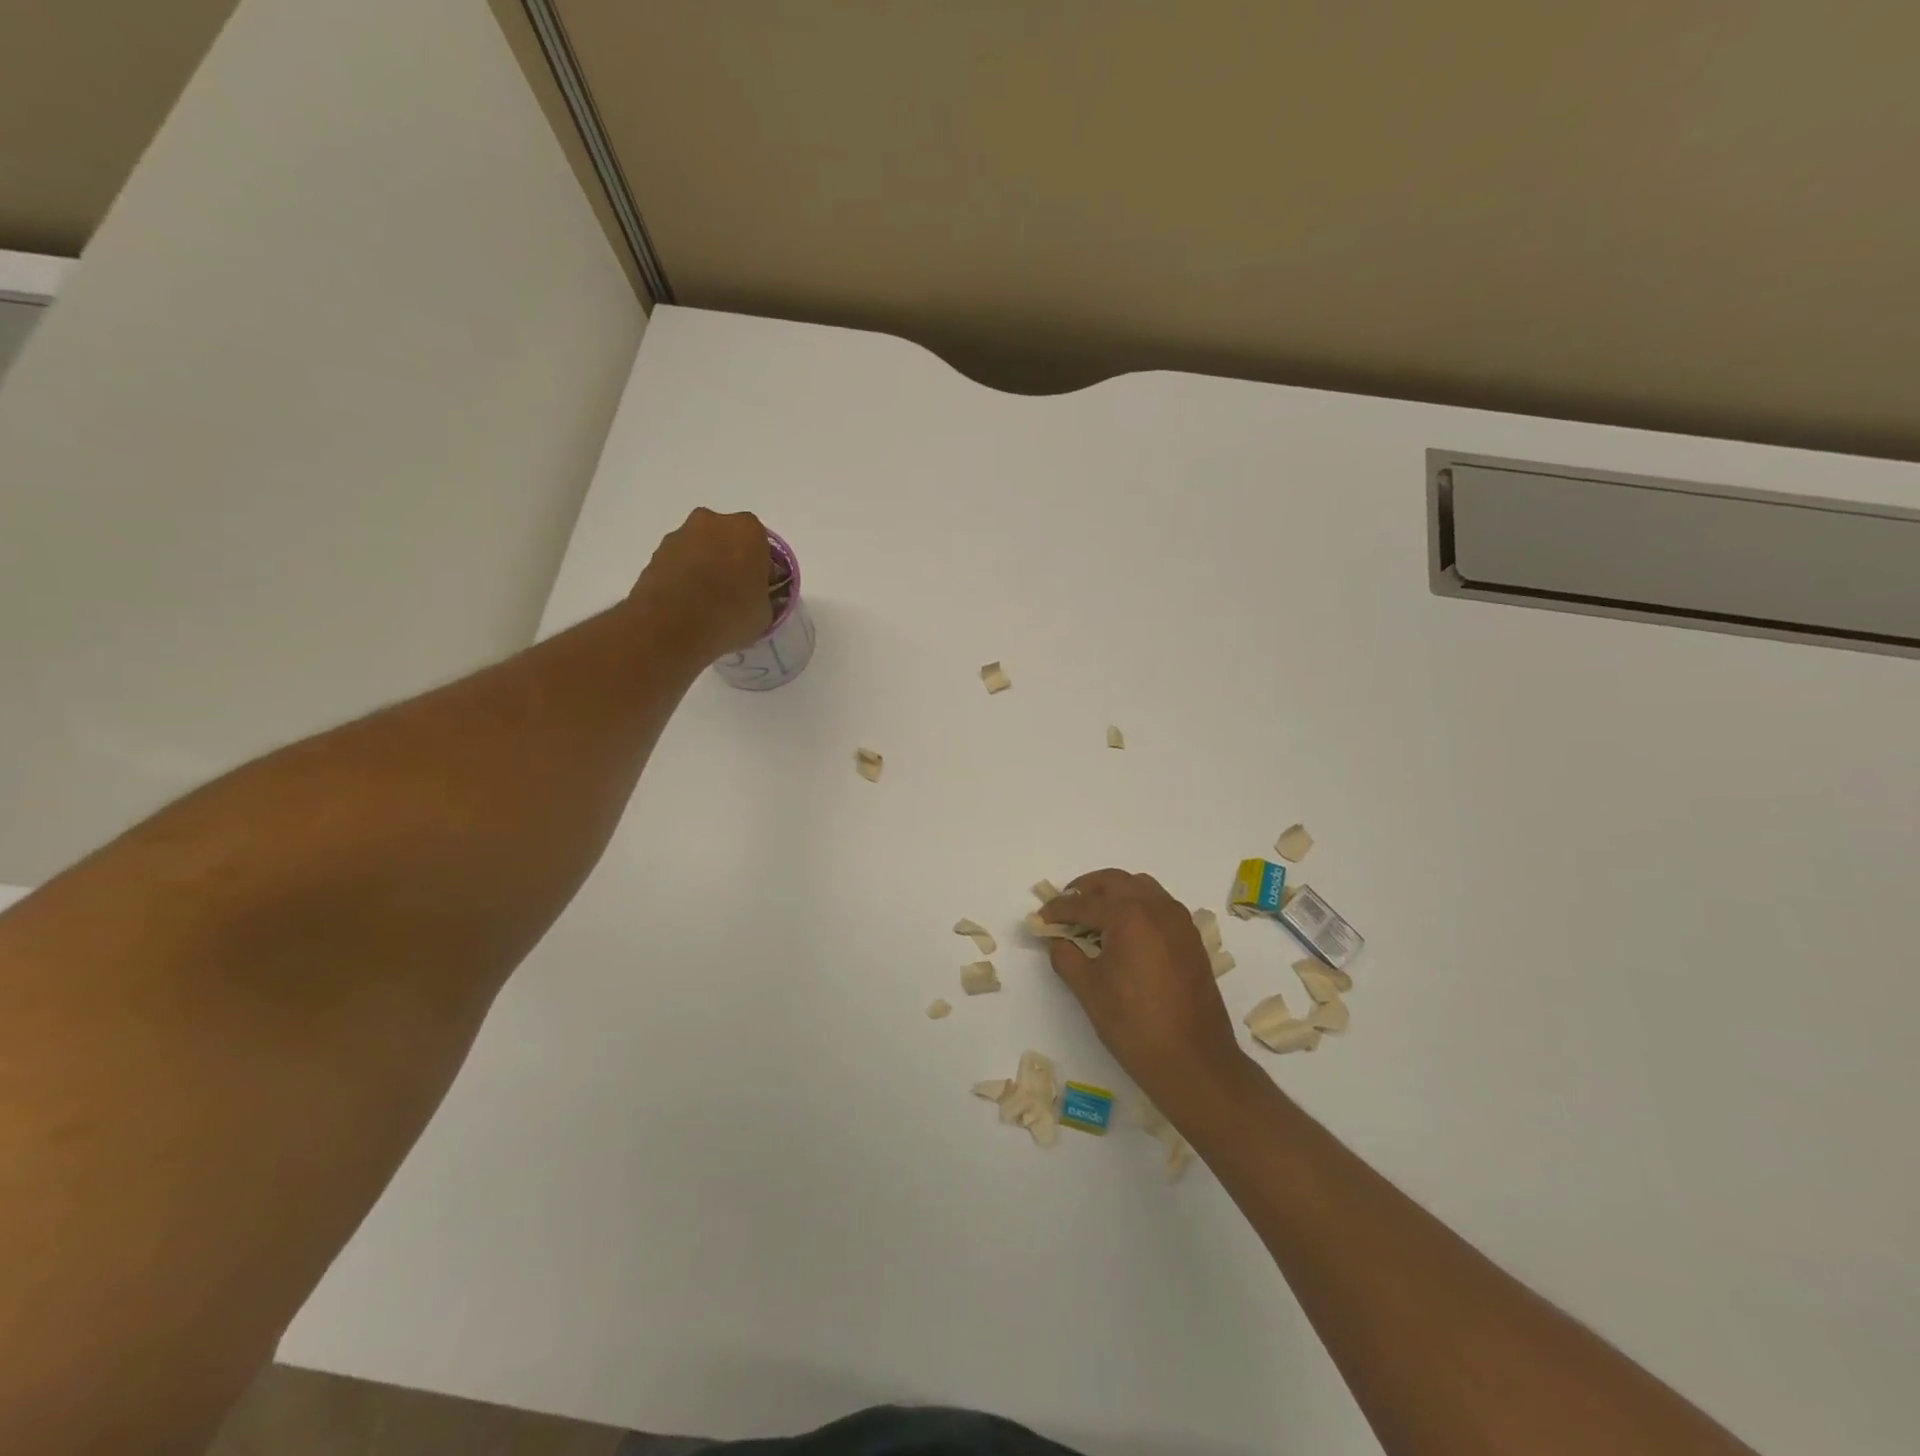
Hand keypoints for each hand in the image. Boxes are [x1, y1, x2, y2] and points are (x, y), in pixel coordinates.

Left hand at [630, 508, 774, 656]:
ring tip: (705, 604)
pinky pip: (678, 564)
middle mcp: (712, 523)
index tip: (757, 590)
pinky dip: (683, 578)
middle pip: (727, 539)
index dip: (760, 568)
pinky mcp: (654, 554)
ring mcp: (679, 536)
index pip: (761, 544)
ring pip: (700, 549)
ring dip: (704, 567)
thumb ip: (763, 596)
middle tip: (732, 593)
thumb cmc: (731, 616)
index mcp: (748, 531)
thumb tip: (753, 597)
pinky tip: (686, 606)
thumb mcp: (765, 613)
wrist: (671, 627)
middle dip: (730, 560)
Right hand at [1043, 869, 1247, 1107]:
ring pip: (1142, 888)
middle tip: (1067, 905)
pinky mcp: (1192, 939)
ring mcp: (1179, 922)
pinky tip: (1126, 932)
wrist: (1193, 1061)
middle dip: (1087, 889)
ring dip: (1116, 893)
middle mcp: (1157, 908)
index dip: (1058, 910)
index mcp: (1129, 915)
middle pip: (1116, 882)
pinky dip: (1139, 906)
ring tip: (1096, 915)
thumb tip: (1058, 941)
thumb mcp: (1089, 990)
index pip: (1084, 903)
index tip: (1041, 918)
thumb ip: (1066, 956)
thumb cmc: (1134, 1024)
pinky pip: (1161, 906)